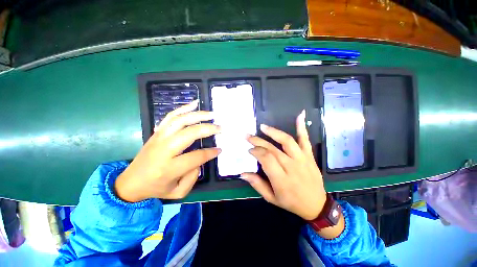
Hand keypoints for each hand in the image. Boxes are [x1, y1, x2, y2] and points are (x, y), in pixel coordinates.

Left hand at [115, 100, 220, 201]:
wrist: (130, 182)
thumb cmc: (156, 188)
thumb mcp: (177, 192)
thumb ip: (193, 178)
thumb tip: (201, 160)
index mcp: (169, 168)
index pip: (196, 156)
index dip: (210, 152)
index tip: (220, 149)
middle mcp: (164, 150)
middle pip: (189, 134)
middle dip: (208, 129)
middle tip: (220, 128)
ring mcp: (159, 137)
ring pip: (180, 121)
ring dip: (198, 115)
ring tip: (211, 114)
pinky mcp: (157, 132)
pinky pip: (170, 116)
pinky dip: (183, 108)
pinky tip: (195, 104)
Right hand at [241, 110, 326, 219]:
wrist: (316, 205)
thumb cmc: (291, 202)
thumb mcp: (271, 198)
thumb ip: (257, 184)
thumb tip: (243, 173)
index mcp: (281, 179)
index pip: (266, 159)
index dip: (256, 152)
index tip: (249, 150)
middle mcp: (291, 166)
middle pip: (272, 149)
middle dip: (258, 141)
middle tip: (248, 136)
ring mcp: (302, 159)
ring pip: (287, 141)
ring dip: (274, 132)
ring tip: (263, 127)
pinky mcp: (309, 156)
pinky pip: (305, 140)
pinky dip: (302, 127)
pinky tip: (300, 115)